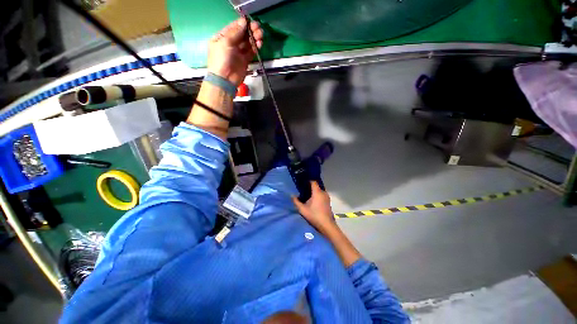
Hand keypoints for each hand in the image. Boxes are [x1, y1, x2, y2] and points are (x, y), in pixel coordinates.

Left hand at [208, 17, 263, 86]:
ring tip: (260, 36)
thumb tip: (244, 22)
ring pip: (248, 42)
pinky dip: (255, 47)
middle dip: (250, 30)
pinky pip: (251, 51)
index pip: (234, 27)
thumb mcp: (225, 42)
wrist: (225, 79)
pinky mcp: (245, 60)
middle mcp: (231, 43)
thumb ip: (235, 32)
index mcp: (222, 37)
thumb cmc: (221, 59)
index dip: (242, 24)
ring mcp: (238, 52)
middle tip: (258, 28)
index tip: (250, 21)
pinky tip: (259, 44)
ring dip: (254, 38)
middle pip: (242, 34)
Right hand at [292, 181, 336, 234]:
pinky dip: (317, 196)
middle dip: (310, 187)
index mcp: (317, 192)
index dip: (308, 181)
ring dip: (314, 192)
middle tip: (303, 190)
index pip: (313, 182)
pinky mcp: (328, 202)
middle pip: (316, 186)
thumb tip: (292, 196)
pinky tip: (313, 201)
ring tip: (307, 196)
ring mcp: (327, 197)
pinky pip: (322, 195)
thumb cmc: (314, 215)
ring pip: (319, 191)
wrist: (326, 225)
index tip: (302, 183)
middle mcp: (323, 192)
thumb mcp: (302, 209)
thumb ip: (296, 201)